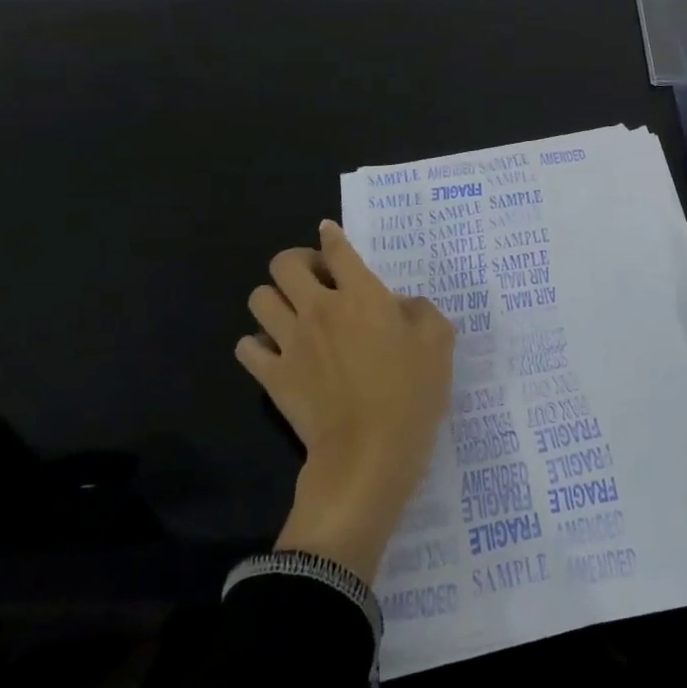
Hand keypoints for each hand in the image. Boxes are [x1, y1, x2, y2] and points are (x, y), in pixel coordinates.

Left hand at [237, 220, 454, 578]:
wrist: (368, 454)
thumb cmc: (411, 393)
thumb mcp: (439, 342)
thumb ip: (420, 310)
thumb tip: (399, 305)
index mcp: (361, 294)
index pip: (337, 249)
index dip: (331, 236)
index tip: (329, 233)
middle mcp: (320, 308)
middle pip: (284, 263)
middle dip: (297, 263)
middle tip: (318, 281)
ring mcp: (291, 342)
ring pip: (259, 298)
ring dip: (275, 299)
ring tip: (295, 314)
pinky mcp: (273, 376)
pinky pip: (247, 347)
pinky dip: (258, 344)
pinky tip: (278, 352)